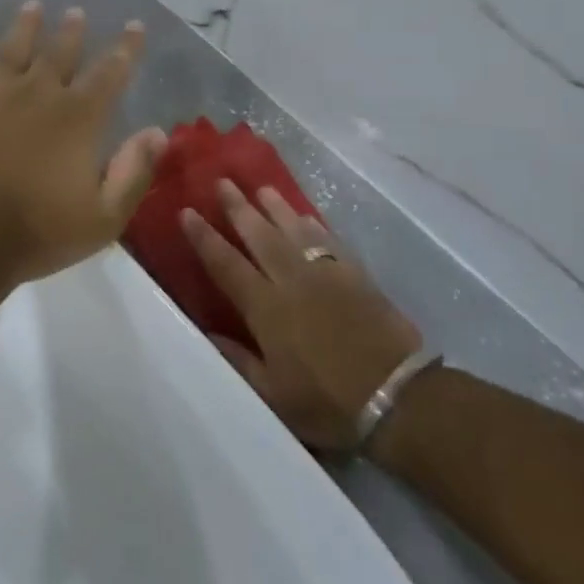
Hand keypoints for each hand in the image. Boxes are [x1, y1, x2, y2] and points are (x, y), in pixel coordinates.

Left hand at [0, 2, 168, 286]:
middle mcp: (38, 91)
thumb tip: (158, 132)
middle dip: (73, 31)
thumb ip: (134, 172)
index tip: (134, 27)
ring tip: (33, 6)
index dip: (126, 48)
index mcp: (78, 117)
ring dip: (25, 24)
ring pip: (12, 46)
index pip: (111, 72)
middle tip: (78, 12)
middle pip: (60, 51)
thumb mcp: (104, 217)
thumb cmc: (38, 233)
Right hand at [182, 182, 422, 453]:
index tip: (187, 211)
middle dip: (237, 207)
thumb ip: (237, 360)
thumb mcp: (272, 395)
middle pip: (259, 235)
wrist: (396, 396)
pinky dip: (312, 224)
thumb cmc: (327, 402)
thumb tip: (205, 333)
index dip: (204, 237)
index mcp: (266, 309)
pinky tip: (304, 215)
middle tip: (221, 181)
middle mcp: (292, 280)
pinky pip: (328, 240)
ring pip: (293, 230)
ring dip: (275, 206)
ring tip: (260, 188)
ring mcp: (326, 273)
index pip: (226, 264)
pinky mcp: (355, 274)